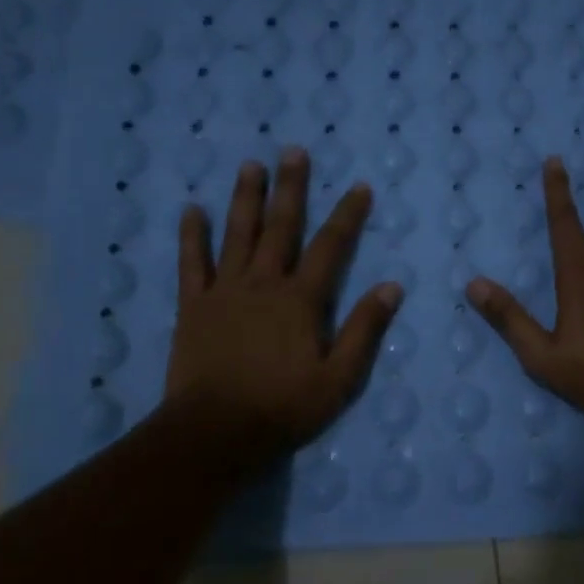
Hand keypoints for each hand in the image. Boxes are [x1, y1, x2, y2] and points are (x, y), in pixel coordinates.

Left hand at [162, 149, 401, 465]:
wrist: (216, 432)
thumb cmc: (284, 407)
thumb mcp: (340, 378)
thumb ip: (364, 329)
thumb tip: (391, 287)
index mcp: (301, 300)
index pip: (331, 247)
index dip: (348, 215)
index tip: (359, 186)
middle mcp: (264, 284)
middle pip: (281, 227)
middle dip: (291, 188)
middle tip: (294, 151)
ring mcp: (224, 291)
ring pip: (237, 234)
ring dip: (245, 198)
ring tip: (250, 165)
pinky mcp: (193, 306)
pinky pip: (191, 263)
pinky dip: (191, 236)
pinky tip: (191, 210)